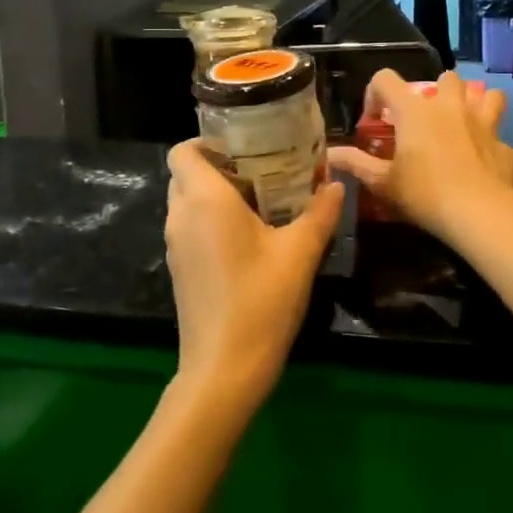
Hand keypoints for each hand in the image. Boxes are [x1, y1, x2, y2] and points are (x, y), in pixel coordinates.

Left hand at [164, 141, 343, 412]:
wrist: (224, 370)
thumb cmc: (261, 300)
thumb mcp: (300, 253)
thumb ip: (320, 212)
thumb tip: (336, 185)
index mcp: (204, 199)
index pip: (183, 151)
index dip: (206, 142)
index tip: (244, 147)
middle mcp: (181, 215)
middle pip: (186, 174)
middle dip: (218, 166)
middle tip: (261, 170)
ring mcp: (175, 245)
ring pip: (188, 202)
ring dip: (216, 194)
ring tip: (261, 200)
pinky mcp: (179, 269)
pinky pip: (190, 228)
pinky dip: (211, 220)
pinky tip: (249, 238)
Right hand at [326, 70, 512, 239]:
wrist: (480, 213)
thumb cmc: (424, 193)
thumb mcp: (383, 182)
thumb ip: (355, 164)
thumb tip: (329, 154)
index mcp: (414, 110)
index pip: (385, 78)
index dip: (375, 93)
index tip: (375, 120)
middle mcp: (449, 106)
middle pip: (444, 78)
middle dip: (436, 92)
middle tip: (426, 120)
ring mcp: (482, 121)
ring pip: (485, 95)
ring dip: (475, 104)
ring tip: (465, 123)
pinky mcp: (505, 144)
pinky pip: (500, 135)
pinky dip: (493, 143)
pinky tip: (485, 161)